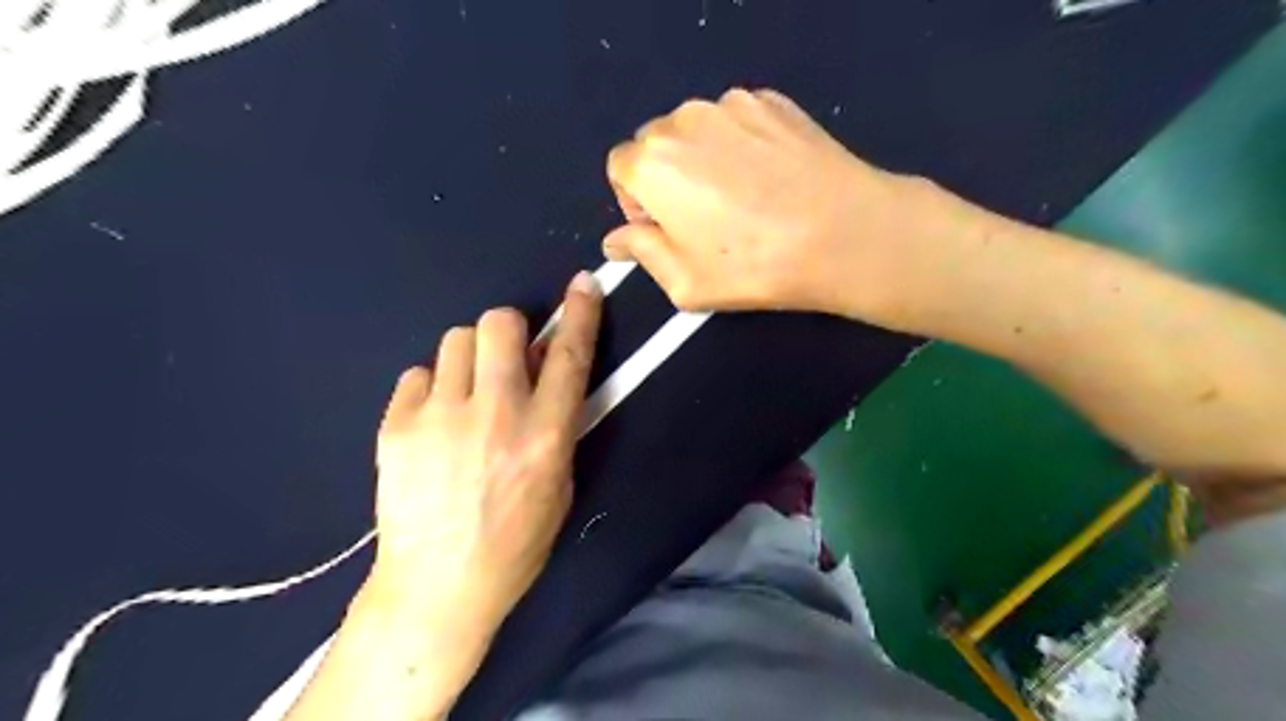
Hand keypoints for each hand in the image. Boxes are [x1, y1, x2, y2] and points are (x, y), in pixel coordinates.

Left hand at [363, 273, 599, 633]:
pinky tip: (435, 421)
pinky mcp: (397, 426)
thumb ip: (556, 421)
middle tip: (508, 357)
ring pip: (456, 340)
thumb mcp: (559, 484)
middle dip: (509, 330)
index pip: (569, 355)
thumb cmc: (515, 541)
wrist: (438, 584)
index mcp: (544, 434)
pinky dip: (432, 387)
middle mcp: (495, 413)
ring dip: (471, 357)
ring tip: (467, 393)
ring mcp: (440, 416)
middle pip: (499, 324)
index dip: (580, 313)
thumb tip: (546, 370)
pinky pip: (417, 375)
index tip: (582, 284)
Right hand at [604, 88, 925, 327]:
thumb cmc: (752, 266)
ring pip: (697, 129)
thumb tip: (615, 241)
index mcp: (651, 164)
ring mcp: (731, 104)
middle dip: (666, 176)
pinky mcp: (771, 101)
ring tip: (741, 196)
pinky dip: (740, 144)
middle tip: (703, 216)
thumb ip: (641, 253)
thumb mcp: (684, 281)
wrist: (841, 234)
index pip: (620, 168)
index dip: (636, 201)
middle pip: (656, 144)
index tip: (664, 226)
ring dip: (703, 157)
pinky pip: (737, 120)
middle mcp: (683, 121)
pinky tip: (769, 178)